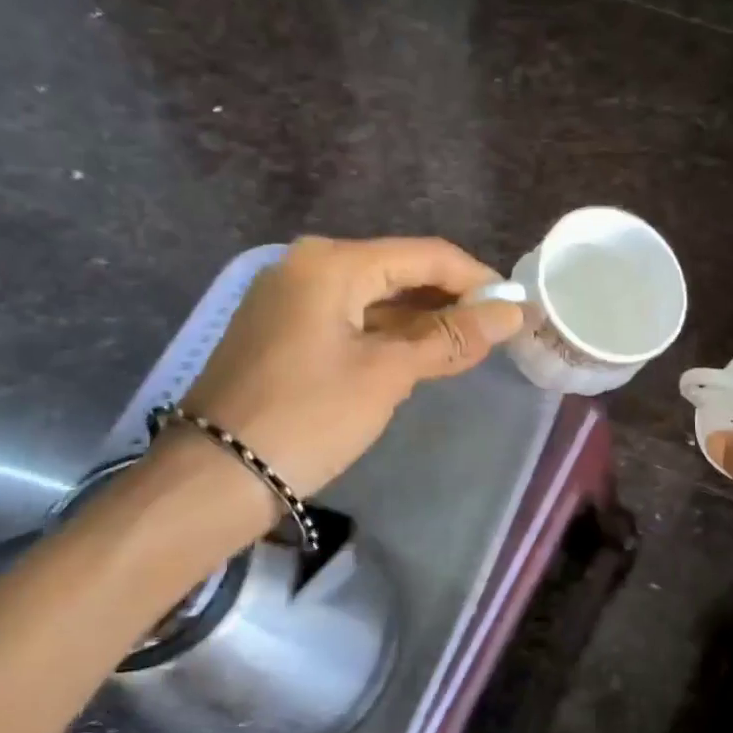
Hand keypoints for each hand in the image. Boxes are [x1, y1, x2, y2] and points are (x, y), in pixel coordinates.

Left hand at [179, 236, 522, 495]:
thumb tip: (511, 314)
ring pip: (376, 298)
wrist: (215, 477)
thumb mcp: (386, 374)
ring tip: (469, 346)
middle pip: (399, 271)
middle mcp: (308, 266)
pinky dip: (389, 335)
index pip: (425, 255)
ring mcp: (291, 299)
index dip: (477, 280)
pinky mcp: (284, 332)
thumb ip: (450, 338)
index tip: (517, 308)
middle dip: (450, 301)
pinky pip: (351, 320)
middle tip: (497, 332)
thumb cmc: (308, 417)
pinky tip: (420, 356)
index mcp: (332, 263)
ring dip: (422, 321)